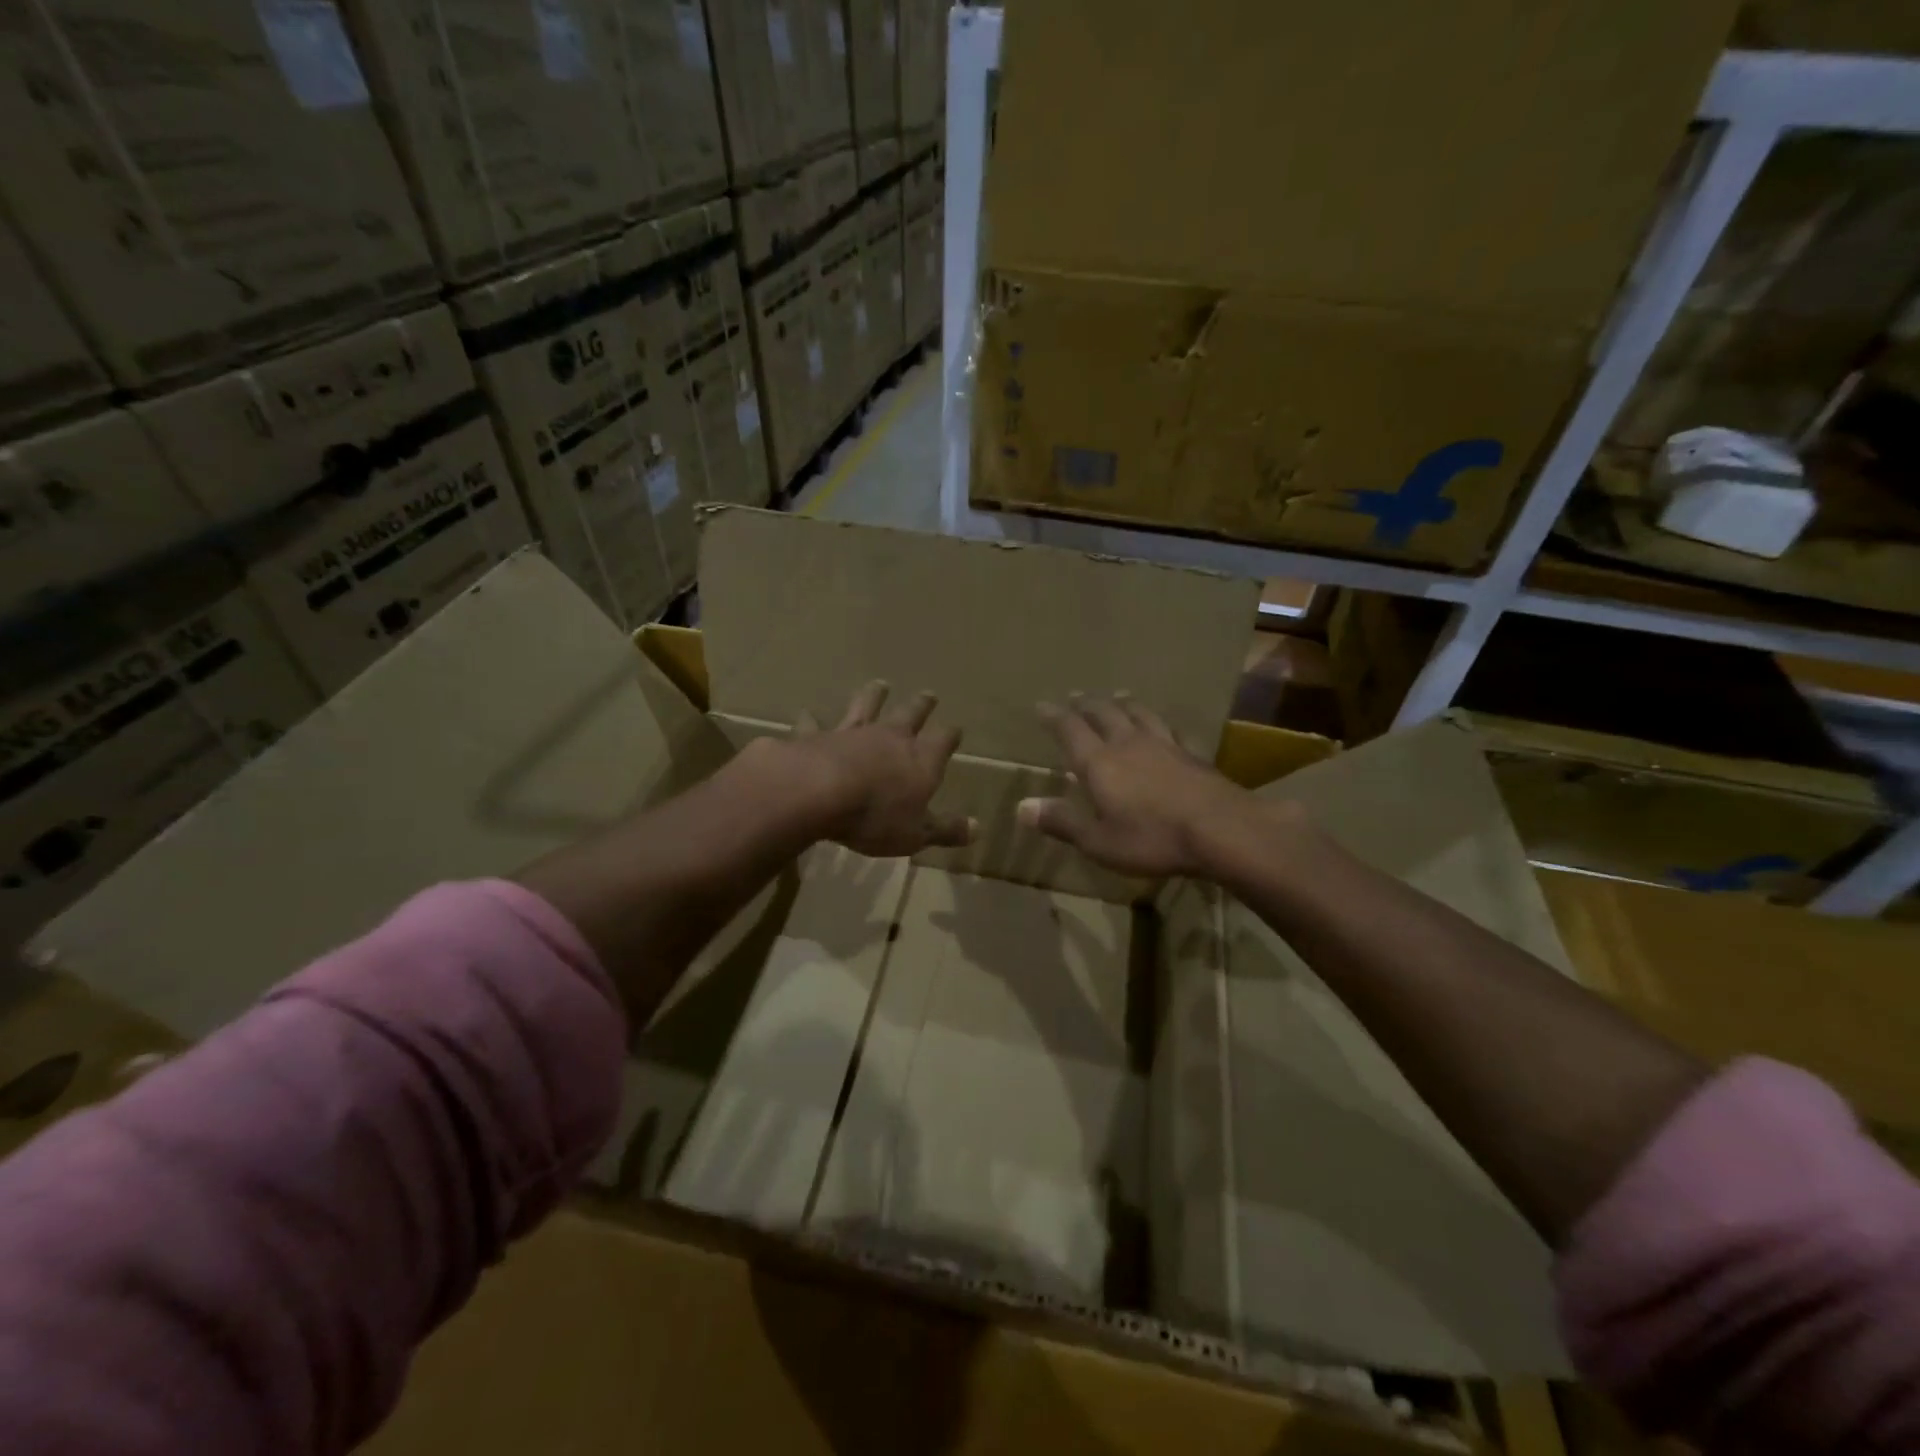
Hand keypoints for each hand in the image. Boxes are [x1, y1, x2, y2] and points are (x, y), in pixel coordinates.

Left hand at [787, 681, 975, 857]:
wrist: (818, 793)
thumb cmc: (875, 816)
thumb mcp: (916, 833)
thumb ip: (946, 830)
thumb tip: (978, 829)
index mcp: (921, 759)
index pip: (943, 740)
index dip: (951, 735)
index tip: (956, 730)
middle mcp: (890, 737)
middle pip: (910, 714)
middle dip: (921, 705)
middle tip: (929, 694)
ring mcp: (851, 732)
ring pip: (866, 706)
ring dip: (874, 695)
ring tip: (879, 684)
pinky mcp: (816, 737)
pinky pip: (814, 725)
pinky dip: (811, 720)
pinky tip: (806, 714)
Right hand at [1019, 694, 1251, 877]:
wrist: (1221, 829)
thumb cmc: (1151, 838)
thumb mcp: (1099, 841)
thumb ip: (1062, 822)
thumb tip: (1021, 807)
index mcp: (1099, 763)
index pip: (1070, 730)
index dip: (1054, 716)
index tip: (1042, 705)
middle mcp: (1128, 744)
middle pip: (1104, 713)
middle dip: (1087, 705)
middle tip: (1077, 697)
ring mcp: (1163, 745)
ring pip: (1139, 714)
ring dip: (1124, 703)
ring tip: (1118, 695)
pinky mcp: (1192, 754)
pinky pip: (1171, 730)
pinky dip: (1160, 723)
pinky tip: (1165, 727)